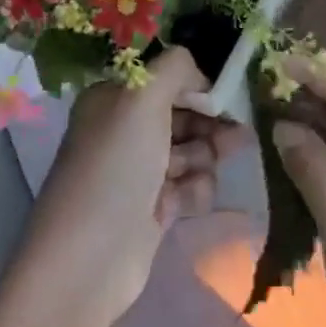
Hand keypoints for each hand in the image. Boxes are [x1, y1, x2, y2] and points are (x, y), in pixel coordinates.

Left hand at [26, 48, 251, 325]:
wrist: (90, 259)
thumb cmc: (115, 168)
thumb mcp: (142, 99)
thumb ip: (176, 68)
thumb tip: (201, 73)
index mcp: (114, 99)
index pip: (167, 78)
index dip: (198, 85)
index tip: (226, 96)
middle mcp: (125, 130)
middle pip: (185, 114)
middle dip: (210, 124)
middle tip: (235, 136)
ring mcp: (140, 170)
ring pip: (194, 150)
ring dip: (203, 159)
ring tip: (193, 174)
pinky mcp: (154, 206)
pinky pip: (190, 185)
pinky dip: (193, 190)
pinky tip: (183, 203)